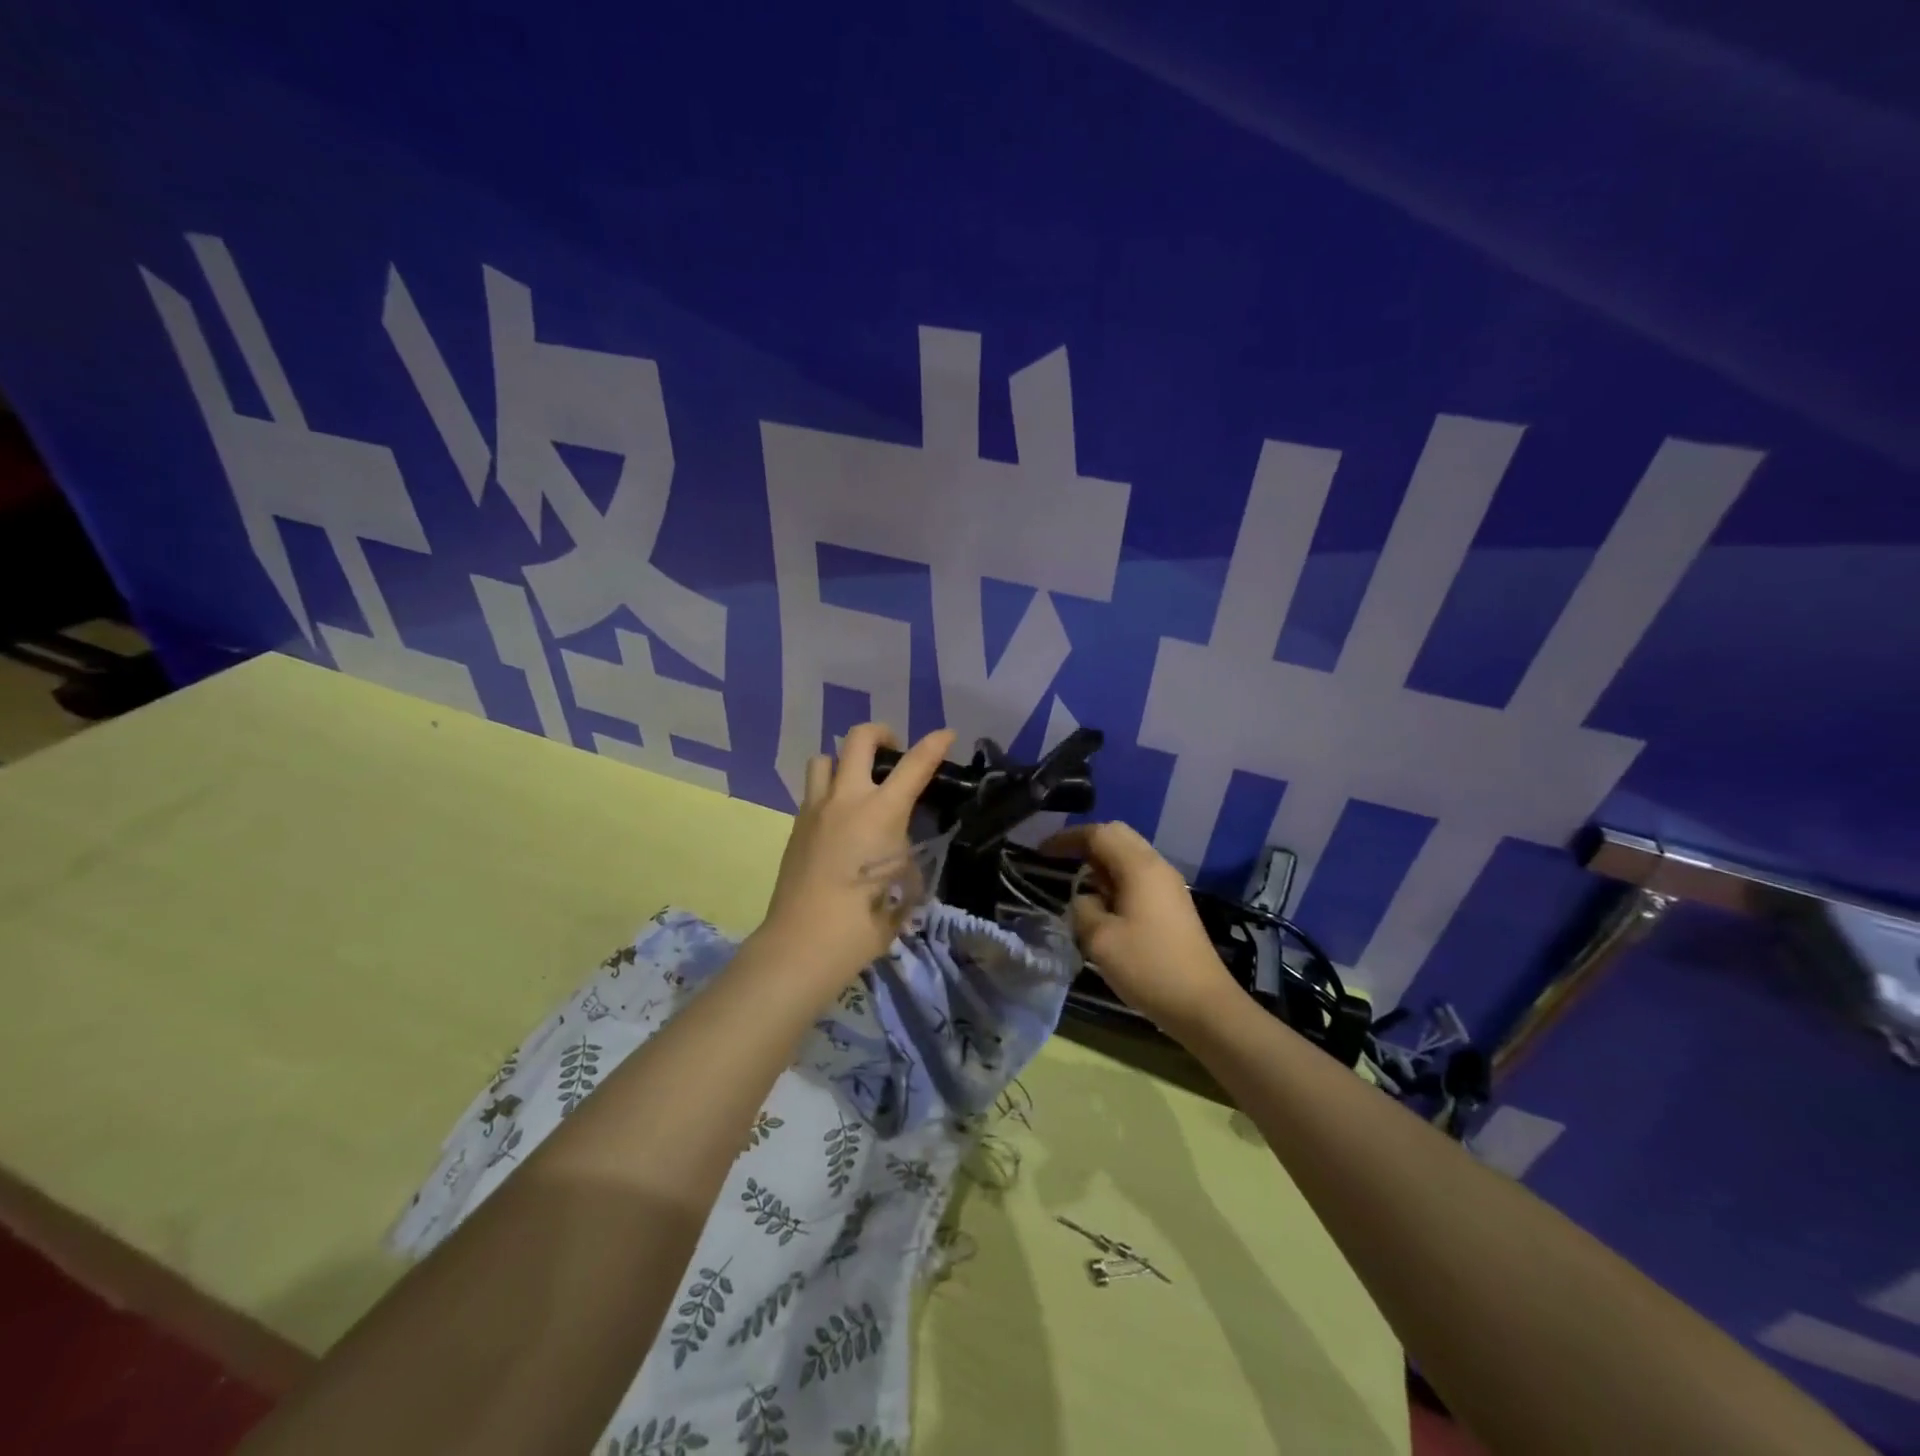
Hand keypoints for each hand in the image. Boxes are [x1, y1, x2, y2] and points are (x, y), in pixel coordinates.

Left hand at [757, 723, 956, 986]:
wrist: (803, 943)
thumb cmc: (865, 921)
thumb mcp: (906, 887)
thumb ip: (908, 854)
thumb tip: (902, 846)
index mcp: (881, 812)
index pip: (914, 765)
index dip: (934, 744)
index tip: (946, 734)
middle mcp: (846, 799)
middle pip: (859, 739)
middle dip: (881, 733)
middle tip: (893, 752)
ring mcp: (815, 809)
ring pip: (824, 758)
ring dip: (845, 760)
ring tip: (858, 783)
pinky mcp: (795, 826)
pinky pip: (813, 790)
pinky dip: (829, 790)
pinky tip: (840, 819)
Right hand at [1042, 821, 1241, 1032]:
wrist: (1203, 1004)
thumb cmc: (1149, 967)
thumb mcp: (1100, 940)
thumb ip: (1083, 909)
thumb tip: (1085, 899)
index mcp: (1139, 867)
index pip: (1098, 834)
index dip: (1067, 838)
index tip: (1041, 852)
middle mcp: (1157, 867)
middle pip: (1117, 836)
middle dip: (1085, 844)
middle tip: (1059, 862)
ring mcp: (1169, 886)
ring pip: (1129, 856)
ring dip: (1101, 863)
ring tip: (1078, 886)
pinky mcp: (1174, 905)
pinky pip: (1139, 876)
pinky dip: (1116, 880)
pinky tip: (1104, 906)